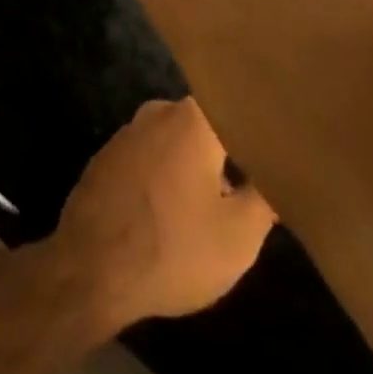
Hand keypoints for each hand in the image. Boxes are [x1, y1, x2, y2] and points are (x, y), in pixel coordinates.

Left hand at [43, 98, 276, 334]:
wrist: (92, 266)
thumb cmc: (174, 247)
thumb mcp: (238, 236)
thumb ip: (264, 197)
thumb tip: (280, 172)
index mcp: (193, 119)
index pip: (236, 108)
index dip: (258, 128)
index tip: (277, 147)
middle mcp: (158, 111)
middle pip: (206, 126)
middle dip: (229, 152)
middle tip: (254, 185)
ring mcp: (128, 131)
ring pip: (177, 142)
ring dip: (196, 167)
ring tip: (218, 204)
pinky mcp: (108, 155)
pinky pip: (150, 157)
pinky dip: (166, 175)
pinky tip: (175, 208)